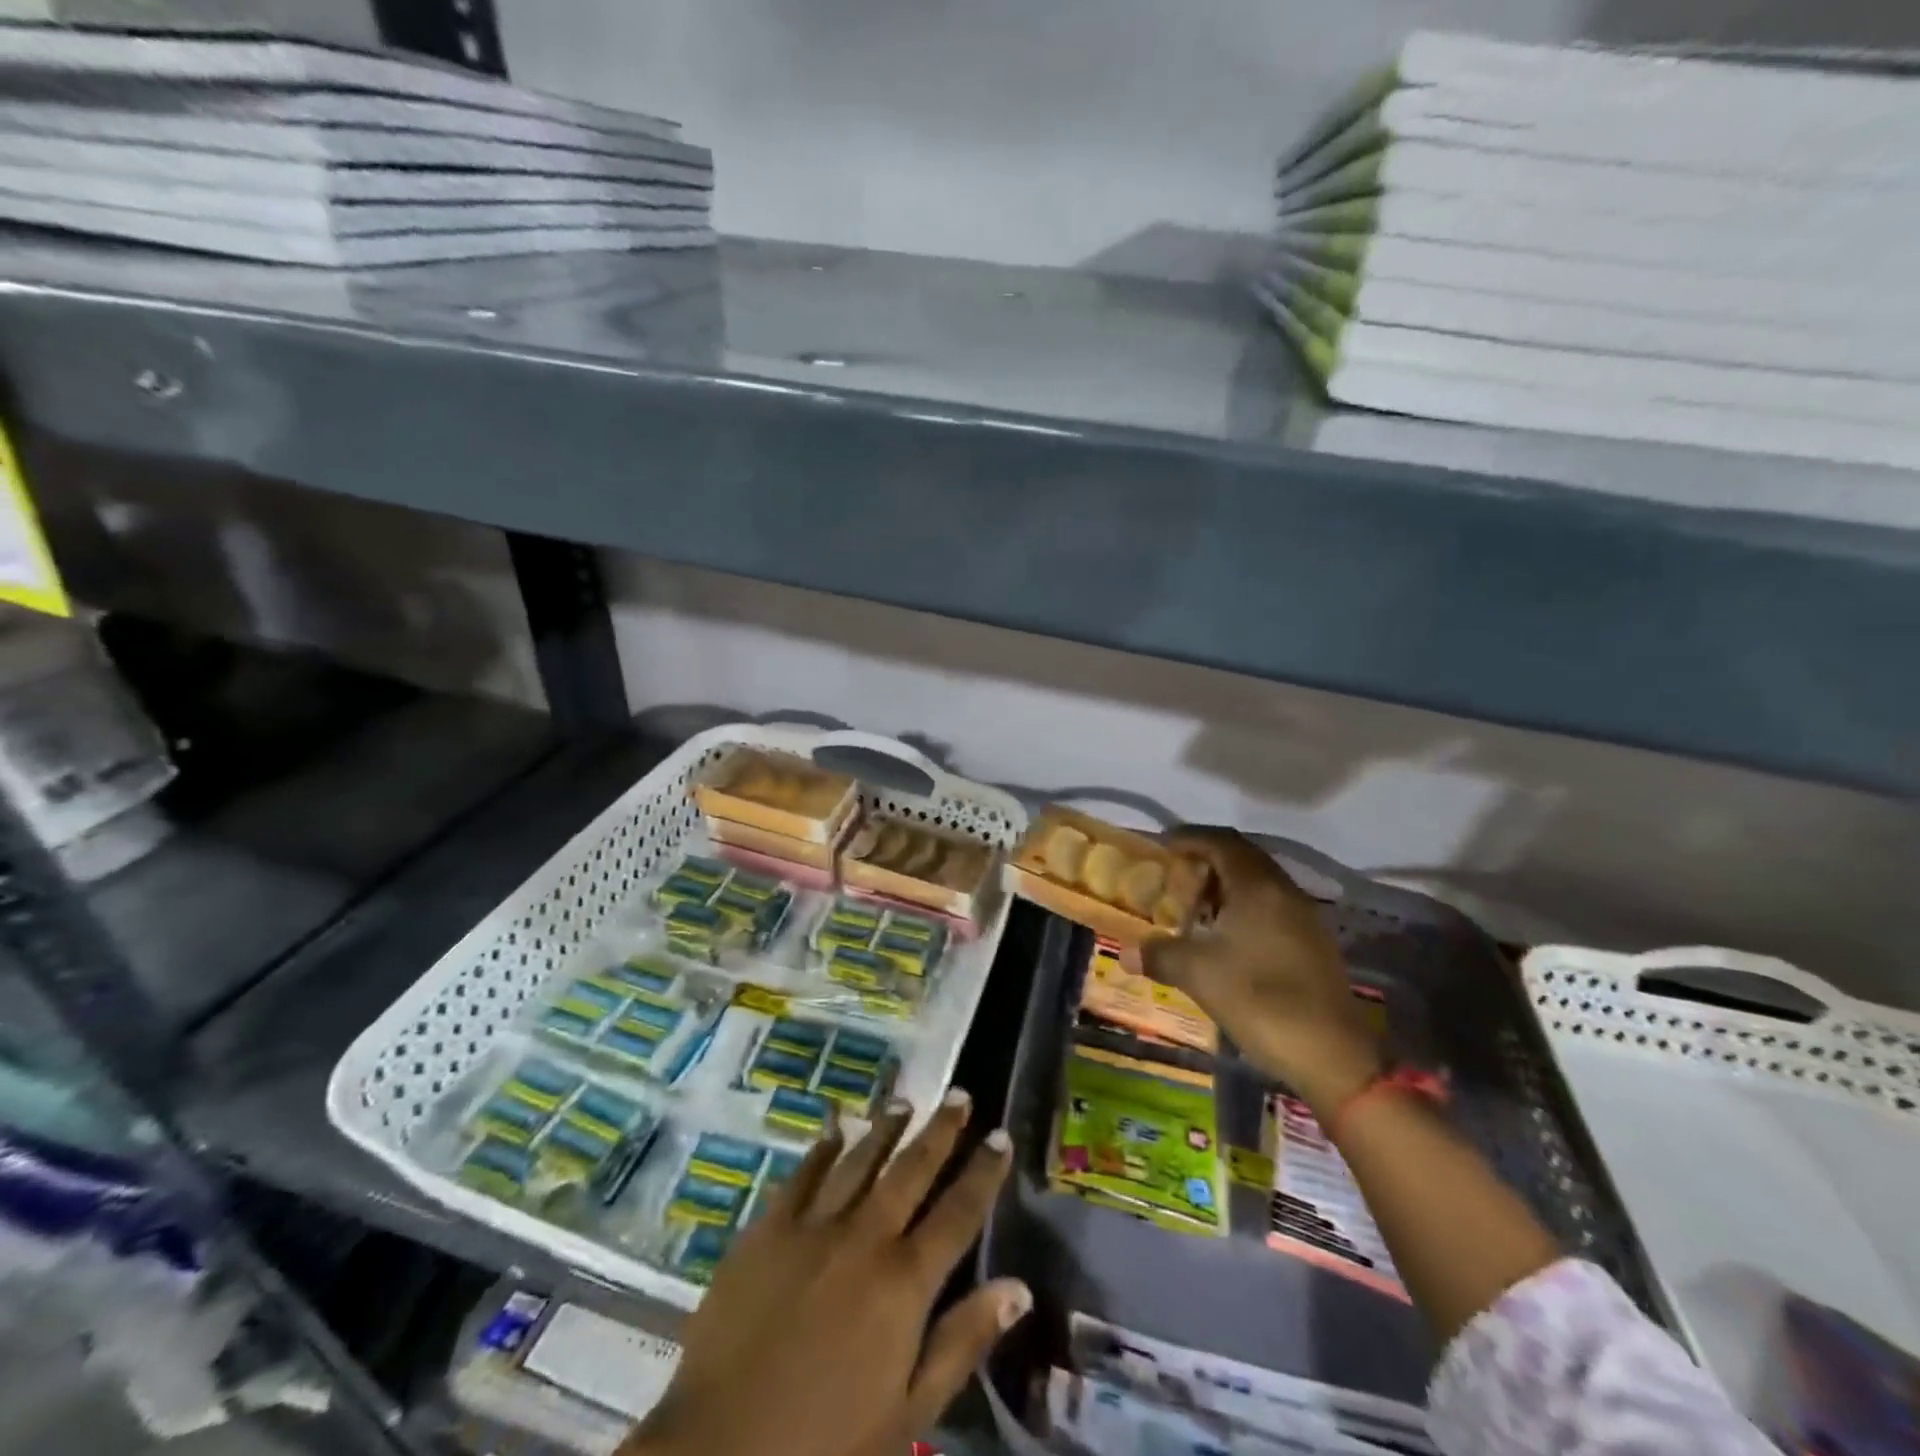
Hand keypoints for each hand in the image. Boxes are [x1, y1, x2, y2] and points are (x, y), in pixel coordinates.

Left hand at [620, 1093, 1030, 1455]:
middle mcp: (865, 1238)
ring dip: (885, 1128)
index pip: (958, 1213)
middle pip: (911, 1171)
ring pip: (860, 1161)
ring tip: (905, 1101)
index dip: (983, 1172)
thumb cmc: (825, 1442)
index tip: (1001, 1135)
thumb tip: (1018, 1288)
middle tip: (959, 1094)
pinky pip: (803, 1175)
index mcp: (904, 1282)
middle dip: (940, 1131)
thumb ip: (962, 1341)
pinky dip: (823, 1148)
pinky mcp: (768, 1228)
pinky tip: (835, 1128)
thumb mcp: (908, 1410)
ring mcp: (813, 1226)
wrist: (720, 1446)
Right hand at [1130, 827, 1379, 1115]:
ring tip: (1194, 907)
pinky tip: (1226, 938)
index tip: (1162, 847)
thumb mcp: (1198, 974)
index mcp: (1257, 886)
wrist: (1332, 1056)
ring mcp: (1304, 918)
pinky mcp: (1313, 944)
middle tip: (1174, 876)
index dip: (1189, 838)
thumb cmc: (1259, 1000)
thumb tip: (1126, 952)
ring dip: (1225, 886)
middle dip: (1206, 860)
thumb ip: (1159, 954)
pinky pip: (1272, 907)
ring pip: (1259, 884)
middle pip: (1242, 858)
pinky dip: (1244, 908)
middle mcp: (1284, 891)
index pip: (1220, 841)